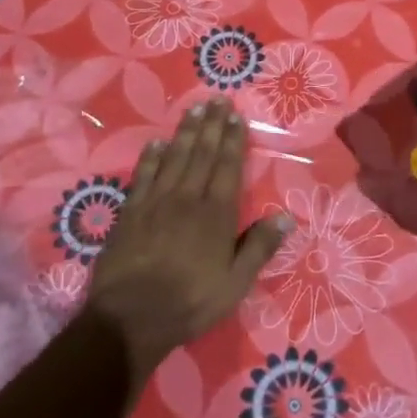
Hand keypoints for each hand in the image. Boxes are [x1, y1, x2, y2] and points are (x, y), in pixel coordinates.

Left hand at [86, 98, 292, 383]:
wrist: (130, 318)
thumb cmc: (190, 302)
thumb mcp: (235, 284)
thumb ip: (259, 248)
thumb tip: (286, 216)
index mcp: (216, 214)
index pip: (227, 167)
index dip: (232, 140)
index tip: (235, 115)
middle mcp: (187, 199)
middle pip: (201, 154)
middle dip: (211, 126)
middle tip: (216, 99)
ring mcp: (156, 203)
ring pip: (174, 158)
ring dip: (185, 132)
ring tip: (194, 109)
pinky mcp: (130, 213)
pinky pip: (143, 176)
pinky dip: (151, 157)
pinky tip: (156, 143)